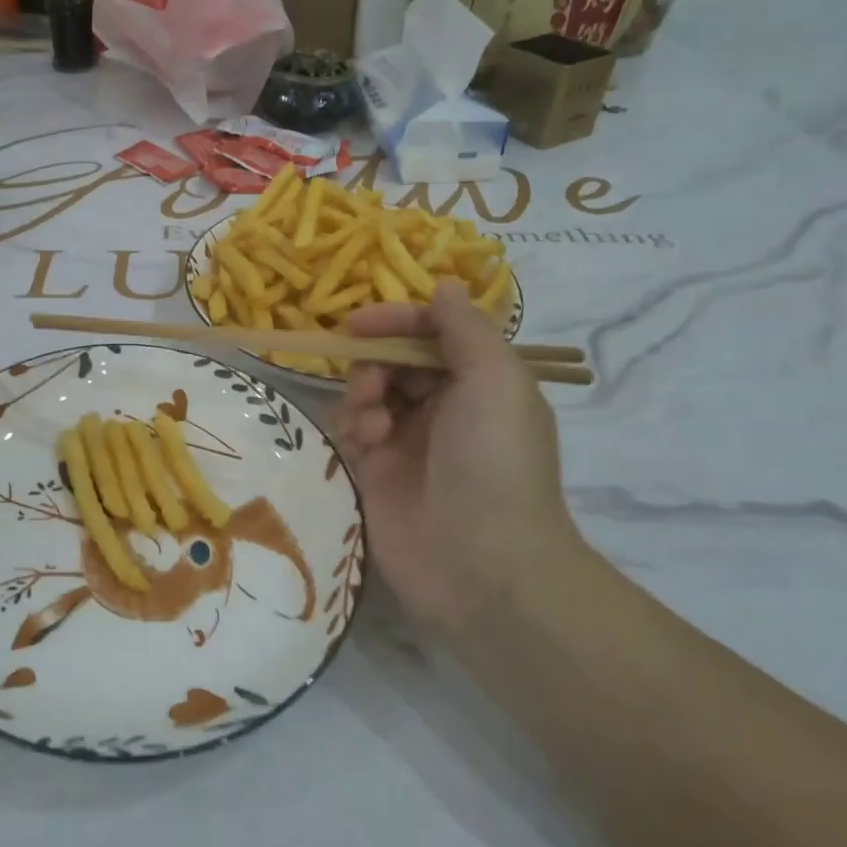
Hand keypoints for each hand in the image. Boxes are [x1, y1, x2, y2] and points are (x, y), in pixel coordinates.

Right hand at [331, 282, 584, 630]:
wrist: (480, 563)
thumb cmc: (493, 460)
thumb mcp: (495, 379)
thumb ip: (465, 328)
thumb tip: (446, 284)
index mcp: (481, 383)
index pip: (434, 333)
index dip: (398, 321)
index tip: (360, 324)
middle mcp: (446, 407)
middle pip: (395, 361)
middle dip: (376, 362)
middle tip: (373, 384)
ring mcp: (409, 442)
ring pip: (368, 394)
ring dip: (362, 396)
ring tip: (374, 424)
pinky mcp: (377, 474)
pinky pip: (352, 431)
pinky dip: (352, 427)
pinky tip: (364, 443)